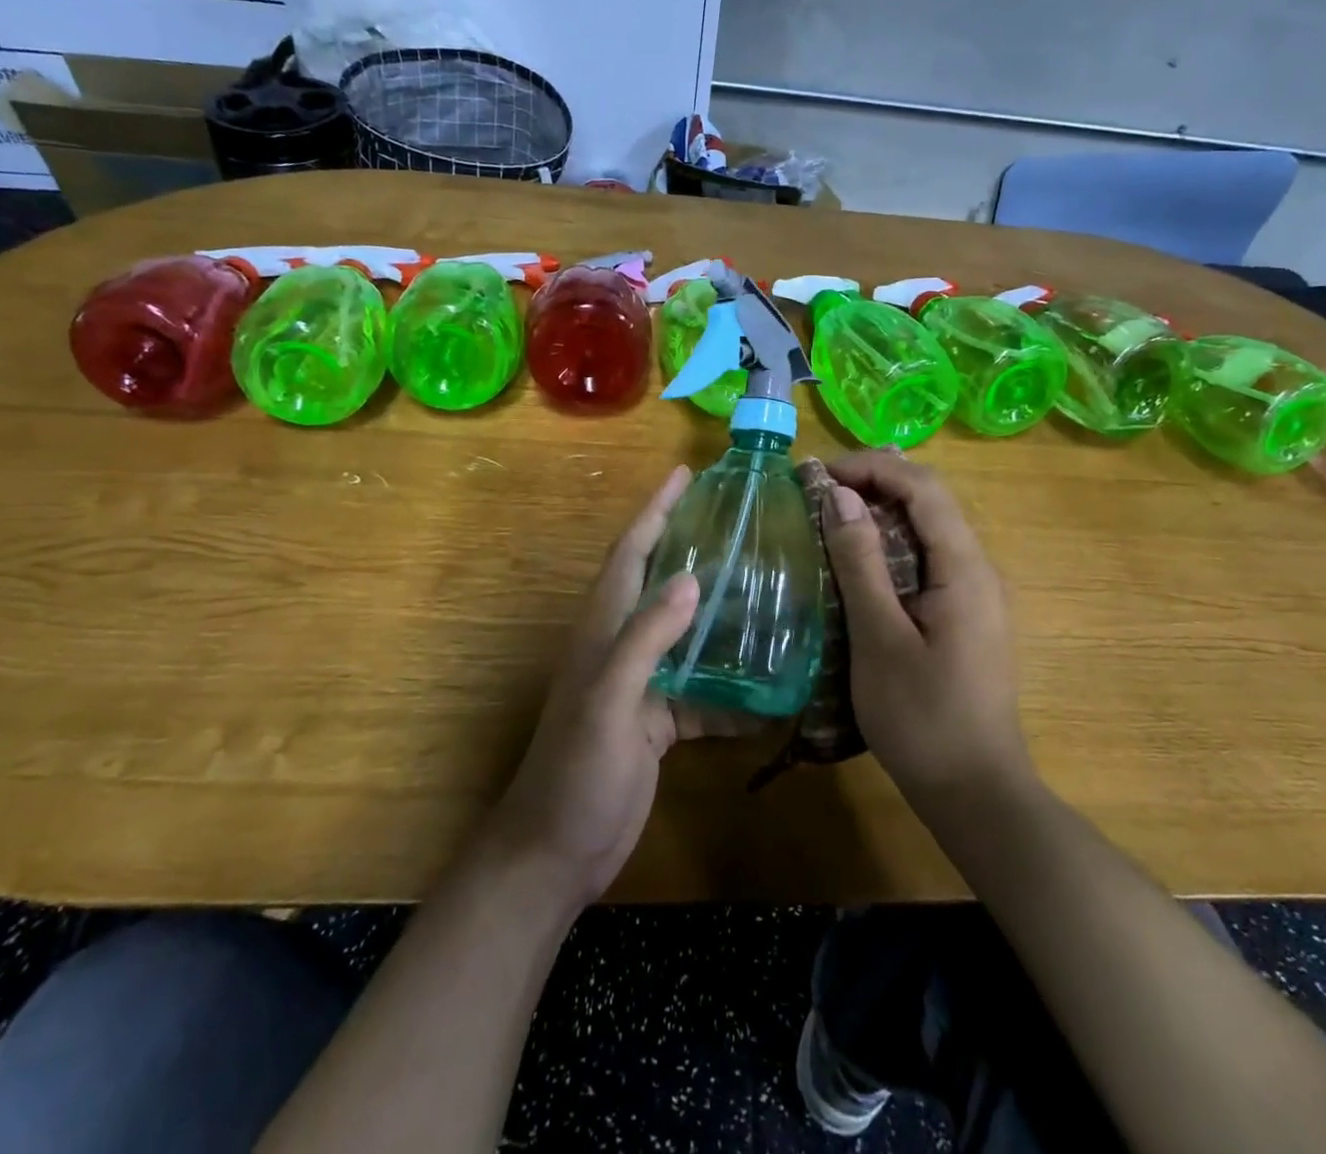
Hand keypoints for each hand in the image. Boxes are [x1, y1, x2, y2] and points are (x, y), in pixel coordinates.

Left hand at [484, 465, 723, 909]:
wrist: (557, 852)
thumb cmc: (576, 771)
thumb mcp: (609, 700)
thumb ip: (645, 638)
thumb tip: (693, 578)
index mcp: (603, 629)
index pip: (631, 552)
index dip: (655, 510)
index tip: (684, 474)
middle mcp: (622, 646)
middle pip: (660, 582)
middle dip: (691, 545)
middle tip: (739, 521)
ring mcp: (641, 685)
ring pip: (686, 633)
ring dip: (719, 612)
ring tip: (767, 589)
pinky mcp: (657, 722)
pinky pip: (701, 690)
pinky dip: (730, 686)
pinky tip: (769, 686)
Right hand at [822, 451, 1031, 804]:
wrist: (975, 793)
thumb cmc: (922, 718)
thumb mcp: (880, 637)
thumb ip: (861, 562)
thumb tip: (840, 495)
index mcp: (965, 568)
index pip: (924, 487)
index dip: (872, 467)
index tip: (820, 475)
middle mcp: (978, 569)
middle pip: (930, 500)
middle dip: (874, 483)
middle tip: (817, 493)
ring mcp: (975, 594)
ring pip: (928, 529)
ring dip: (880, 513)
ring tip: (828, 517)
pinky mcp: (964, 615)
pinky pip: (927, 559)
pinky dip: (889, 546)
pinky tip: (857, 563)